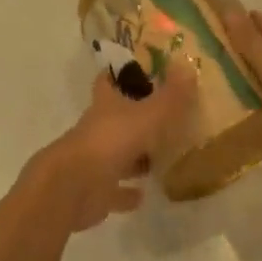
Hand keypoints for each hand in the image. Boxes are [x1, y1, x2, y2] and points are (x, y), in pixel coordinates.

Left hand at [35, 61, 195, 230]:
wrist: (74, 187)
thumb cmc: (111, 141)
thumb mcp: (148, 115)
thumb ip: (170, 96)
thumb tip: (187, 66)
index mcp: (106, 105)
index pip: (109, 81)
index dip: (121, 73)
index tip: (140, 70)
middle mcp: (99, 128)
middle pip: (117, 118)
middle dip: (137, 117)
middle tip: (166, 117)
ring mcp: (95, 160)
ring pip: (118, 154)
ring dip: (135, 157)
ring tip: (162, 157)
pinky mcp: (96, 191)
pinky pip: (115, 190)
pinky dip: (128, 193)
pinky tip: (144, 194)